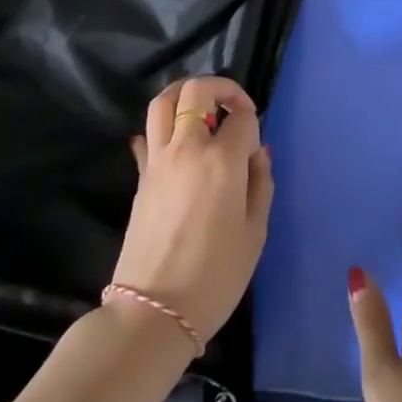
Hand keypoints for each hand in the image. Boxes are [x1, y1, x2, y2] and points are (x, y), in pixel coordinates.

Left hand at [111, 76, 272, 342]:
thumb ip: (261, 183)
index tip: (256, 146)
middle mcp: (187, 149)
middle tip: (234, 107)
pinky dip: (162, 128)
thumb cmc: (215, 276)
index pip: (242, 117)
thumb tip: (258, 153)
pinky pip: (147, 136)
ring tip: (203, 110)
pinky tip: (175, 142)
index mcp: (222, 160)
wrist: (153, 312)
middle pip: (196, 91)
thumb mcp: (255, 232)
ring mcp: (158, 161)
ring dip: (185, 95)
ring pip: (163, 102)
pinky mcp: (140, 178)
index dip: (254, 122)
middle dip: (221, 88)